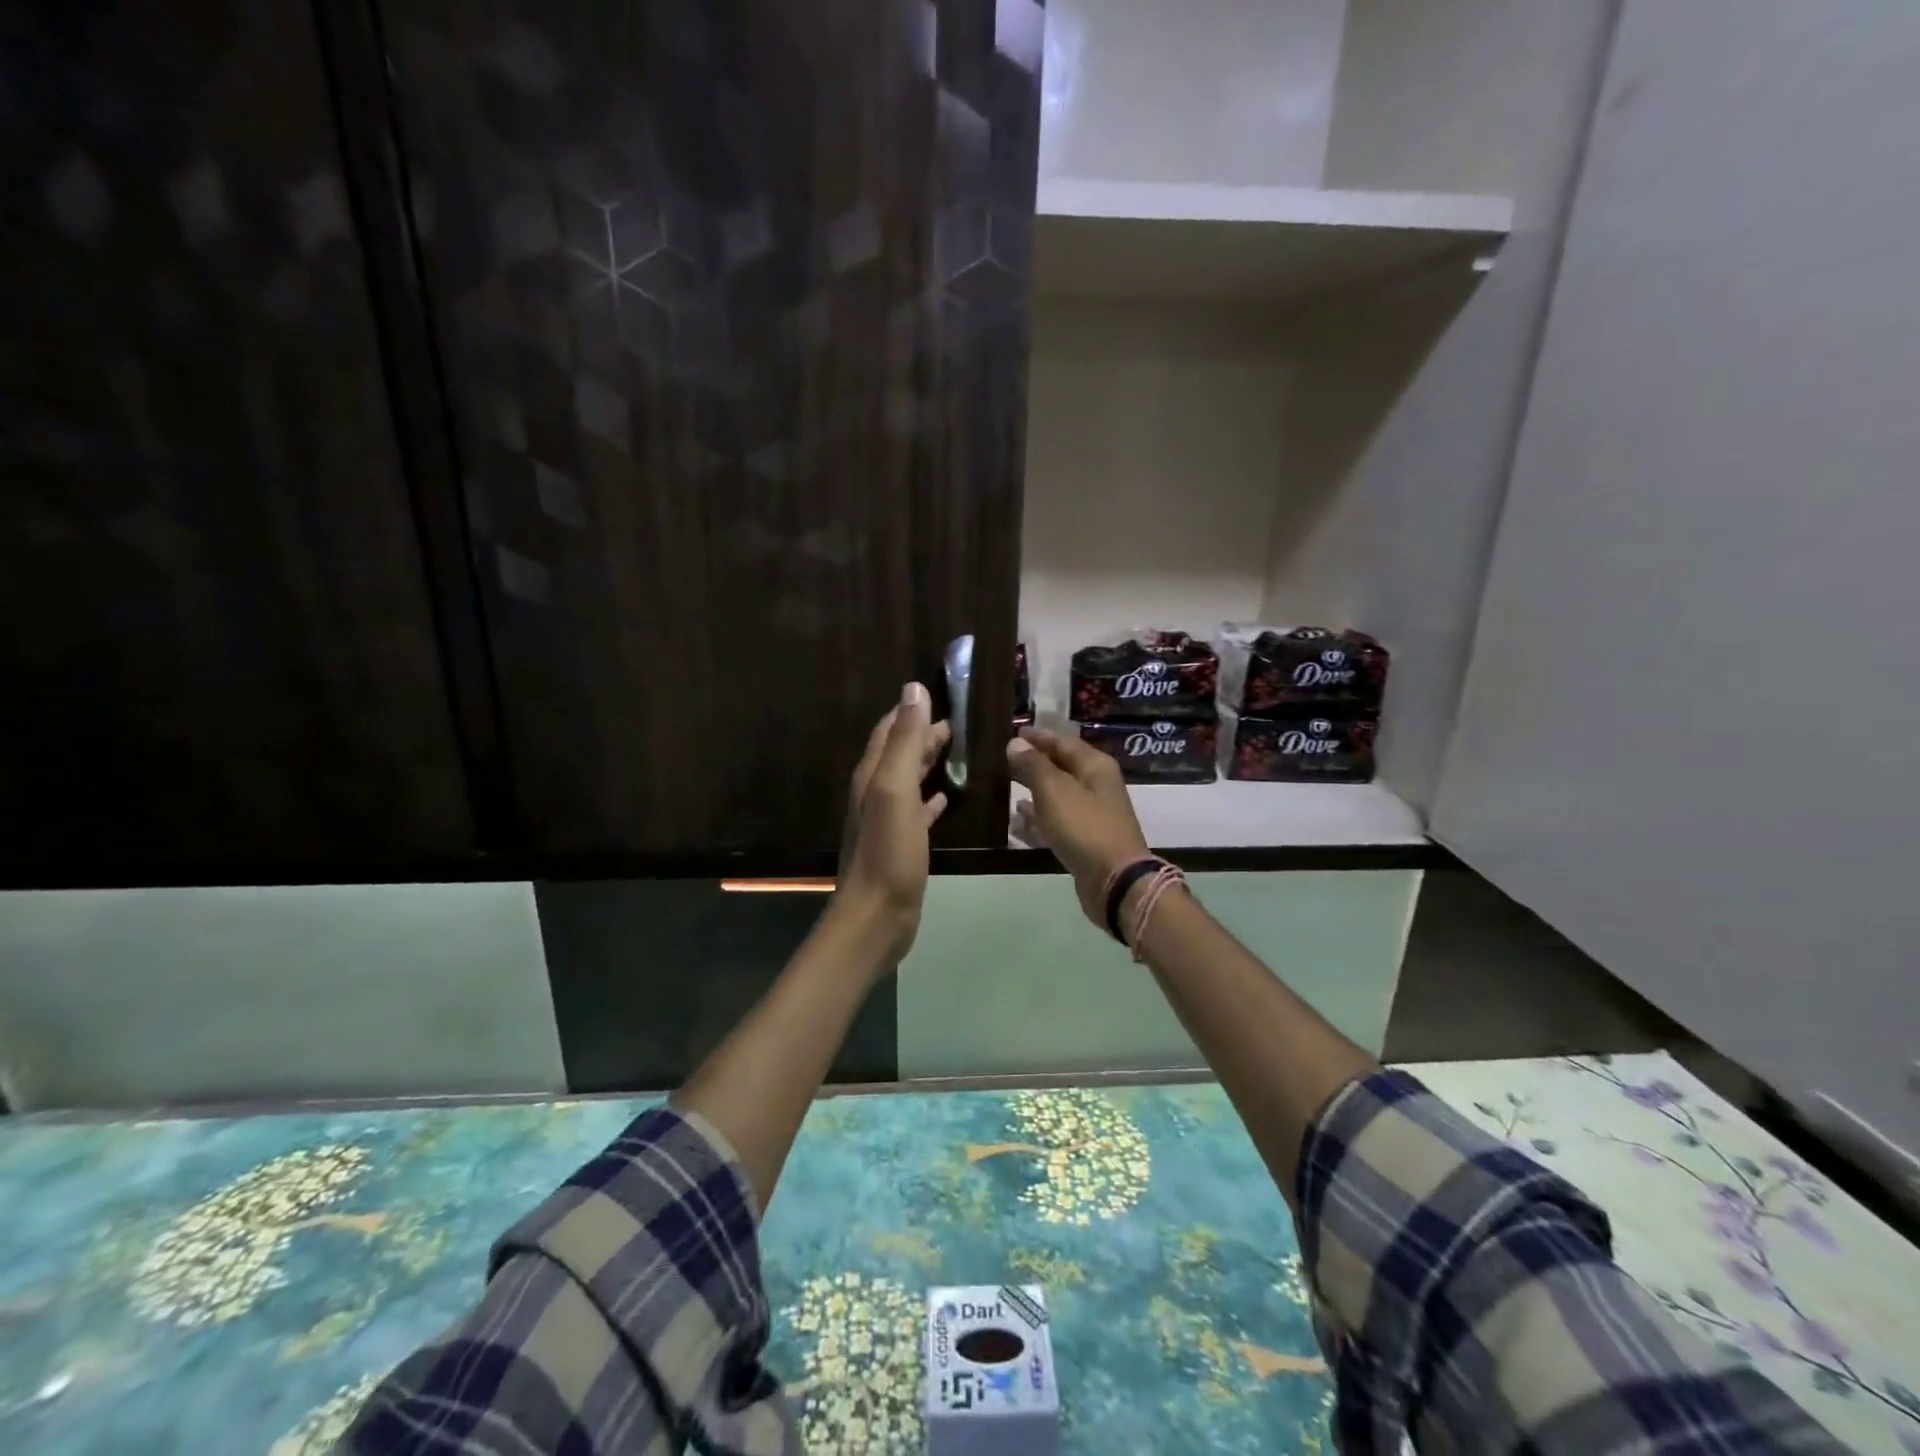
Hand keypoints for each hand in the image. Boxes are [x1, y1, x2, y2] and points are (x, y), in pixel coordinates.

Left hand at [834, 682, 950, 961]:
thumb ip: (903, 741)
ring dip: (929, 762)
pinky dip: (931, 797)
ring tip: (957, 750)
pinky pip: (917, 810)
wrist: (877, 915)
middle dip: (923, 734)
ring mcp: (887, 820)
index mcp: (872, 776)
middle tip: (958, 723)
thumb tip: (913, 689)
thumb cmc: (888, 852)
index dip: (910, 711)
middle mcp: (876, 793)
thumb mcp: (895, 789)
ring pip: (908, 779)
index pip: (889, 730)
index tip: (939, 695)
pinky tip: (945, 796)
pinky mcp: (901, 843)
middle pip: (899, 752)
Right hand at [1007, 727, 1151, 928]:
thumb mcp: (1054, 790)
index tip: (1014, 732)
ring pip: (1057, 796)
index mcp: (1095, 766)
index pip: (1063, 742)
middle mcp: (1096, 786)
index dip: (1038, 737)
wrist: (1115, 881)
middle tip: (1004, 759)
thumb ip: (1033, 765)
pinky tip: (1016, 822)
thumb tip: (1015, 743)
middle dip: (1034, 763)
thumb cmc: (1084, 826)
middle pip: (1061, 767)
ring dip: (1033, 792)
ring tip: (1006, 788)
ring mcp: (1091, 815)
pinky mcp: (1084, 840)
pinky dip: (1037, 820)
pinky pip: (1056, 823)